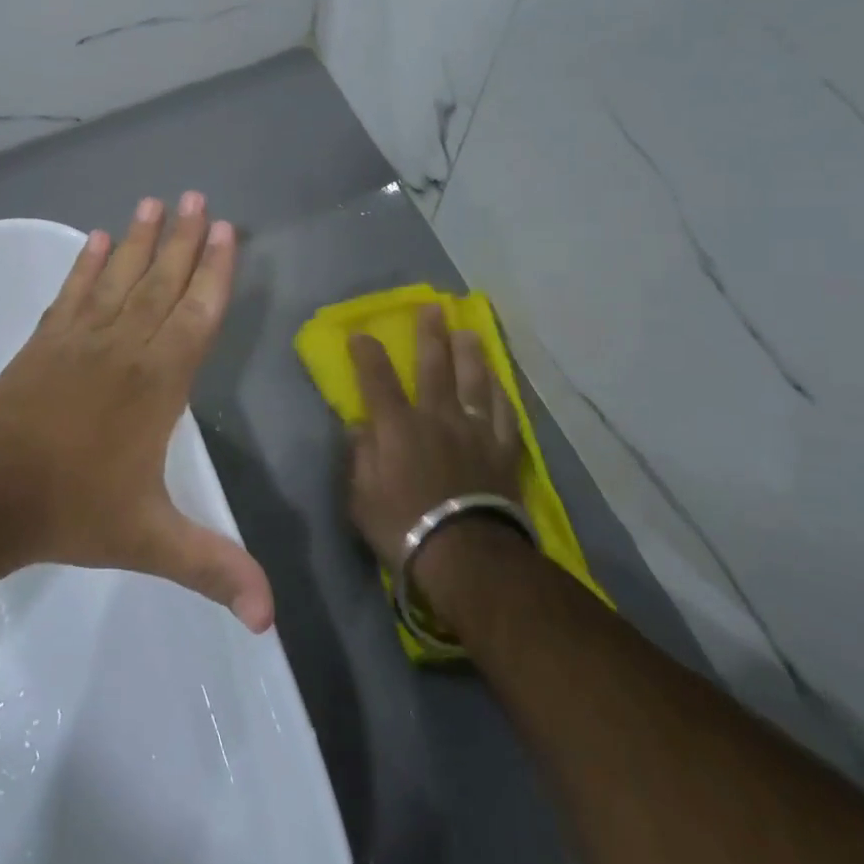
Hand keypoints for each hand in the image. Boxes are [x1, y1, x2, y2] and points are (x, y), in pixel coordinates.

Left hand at [0, 193, 274, 631]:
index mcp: (158, 383)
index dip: (214, 272)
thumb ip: (214, 569)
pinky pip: (74, 291)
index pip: (197, 315)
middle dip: (185, 239)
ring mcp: (80, 339)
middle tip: (199, 197)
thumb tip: (271, 622)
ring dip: (142, 238)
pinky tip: (99, 238)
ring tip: (156, 201)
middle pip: (163, 283)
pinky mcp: (45, 341)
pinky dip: (88, 262)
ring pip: (120, 277)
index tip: (225, 230)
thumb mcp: (151, 543)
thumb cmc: (73, 511)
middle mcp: (125, 347)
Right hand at [345, 305, 524, 580]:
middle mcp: (437, 417)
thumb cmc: (402, 527)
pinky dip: (500, 395)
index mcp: (397, 426)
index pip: (377, 379)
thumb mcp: (360, 496)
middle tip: (433, 307)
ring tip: (470, 332)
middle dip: (430, 334)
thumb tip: (359, 426)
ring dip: (471, 354)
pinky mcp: (503, 451)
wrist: (465, 556)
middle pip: (434, 366)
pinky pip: (504, 414)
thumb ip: (359, 456)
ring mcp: (474, 431)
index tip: (361, 334)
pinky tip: (499, 383)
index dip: (367, 353)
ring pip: (474, 381)